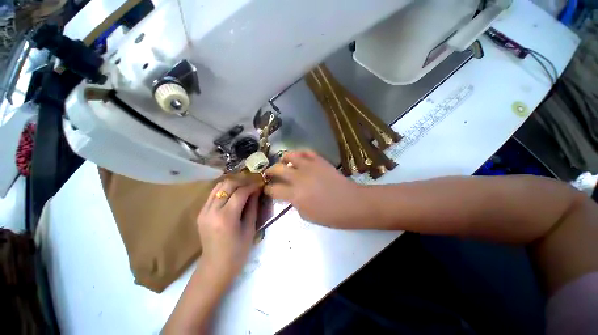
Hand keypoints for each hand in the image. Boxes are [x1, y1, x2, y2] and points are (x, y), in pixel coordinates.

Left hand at [197, 178, 260, 282]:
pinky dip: (225, 190)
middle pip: (227, 185)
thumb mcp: (250, 229)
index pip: (240, 193)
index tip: (260, 184)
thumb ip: (253, 207)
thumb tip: (257, 191)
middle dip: (242, 181)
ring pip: (218, 186)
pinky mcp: (201, 213)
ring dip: (233, 183)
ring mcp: (203, 211)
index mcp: (226, 218)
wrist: (215, 268)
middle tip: (253, 184)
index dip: (252, 186)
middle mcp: (212, 211)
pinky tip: (233, 193)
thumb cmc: (237, 252)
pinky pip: (213, 194)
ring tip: (244, 186)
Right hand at [264, 150, 363, 227]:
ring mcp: (310, 166)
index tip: (267, 189)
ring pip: (290, 155)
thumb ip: (294, 203)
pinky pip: (306, 152)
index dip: (267, 189)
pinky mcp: (319, 160)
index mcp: (295, 194)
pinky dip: (300, 154)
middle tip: (269, 174)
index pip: (273, 189)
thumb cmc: (329, 215)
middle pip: (277, 169)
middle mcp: (299, 177)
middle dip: (270, 171)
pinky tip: (299, 159)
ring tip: (284, 163)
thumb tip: (289, 194)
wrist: (351, 203)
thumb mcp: (306, 215)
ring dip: (283, 159)